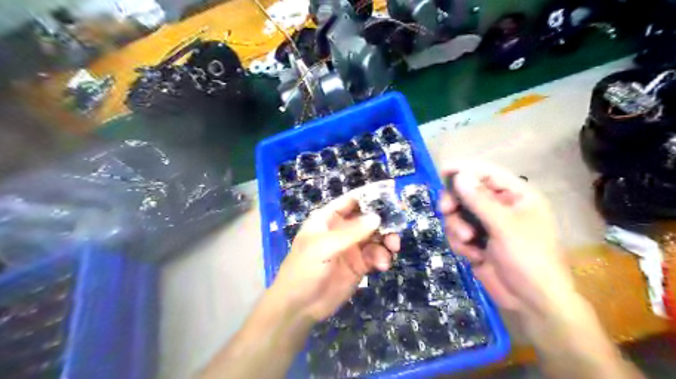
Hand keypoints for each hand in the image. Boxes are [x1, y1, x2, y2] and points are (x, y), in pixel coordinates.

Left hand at [273, 193, 399, 321]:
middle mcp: (342, 230)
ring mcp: (352, 248)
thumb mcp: (323, 247)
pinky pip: (376, 256)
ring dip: (386, 241)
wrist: (299, 306)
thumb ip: (351, 233)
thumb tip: (377, 217)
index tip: (391, 194)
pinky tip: (382, 266)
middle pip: (368, 219)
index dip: (370, 196)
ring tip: (392, 250)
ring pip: (376, 237)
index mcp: (328, 219)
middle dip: (384, 222)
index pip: (351, 201)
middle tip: (397, 228)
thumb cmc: (304, 270)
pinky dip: (382, 258)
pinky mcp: (359, 265)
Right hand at [438, 161, 574, 317]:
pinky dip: (460, 243)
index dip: (465, 170)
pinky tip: (473, 256)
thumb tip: (459, 176)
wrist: (531, 301)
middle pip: (466, 192)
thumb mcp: (504, 226)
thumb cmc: (528, 258)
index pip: (486, 173)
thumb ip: (480, 200)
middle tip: (446, 210)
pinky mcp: (475, 242)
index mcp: (516, 196)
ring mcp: (485, 225)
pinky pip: (456, 233)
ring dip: (457, 227)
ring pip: (457, 214)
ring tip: (468, 242)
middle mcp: (499, 207)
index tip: (443, 171)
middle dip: (454, 203)